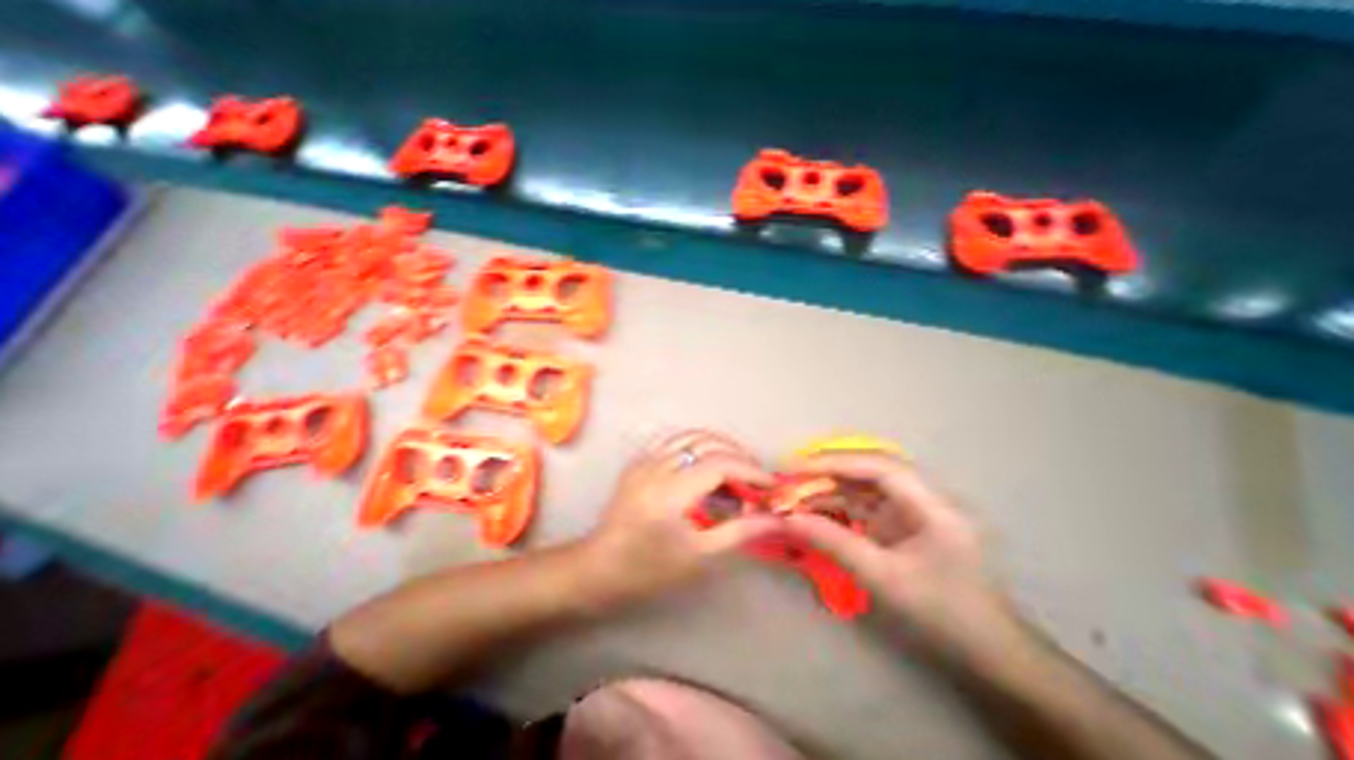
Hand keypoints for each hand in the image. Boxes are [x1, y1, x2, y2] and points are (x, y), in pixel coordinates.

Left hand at [580, 429, 783, 607]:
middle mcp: (655, 467)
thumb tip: (774, 519)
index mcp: (669, 493)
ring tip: (737, 467)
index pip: (719, 465)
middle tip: (756, 477)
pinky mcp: (638, 461)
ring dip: (719, 446)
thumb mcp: (698, 556)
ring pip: (689, 436)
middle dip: (738, 455)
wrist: (599, 568)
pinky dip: (697, 445)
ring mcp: (644, 460)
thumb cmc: (649, 570)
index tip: (770, 484)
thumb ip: (739, 532)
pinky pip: (673, 442)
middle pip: (706, 443)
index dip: (749, 471)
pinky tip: (707, 462)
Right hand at [779, 452, 1008, 651]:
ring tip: (794, 495)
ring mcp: (914, 506)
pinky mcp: (903, 518)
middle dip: (828, 472)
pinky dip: (838, 505)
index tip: (797, 468)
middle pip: (869, 469)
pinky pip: (865, 502)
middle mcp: (925, 495)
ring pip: (864, 484)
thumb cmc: (943, 614)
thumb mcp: (883, 579)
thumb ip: (833, 543)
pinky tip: (813, 510)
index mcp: (934, 505)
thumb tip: (787, 519)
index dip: (836, 461)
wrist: (989, 650)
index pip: (880, 466)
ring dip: (829, 488)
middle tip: (789, 478)